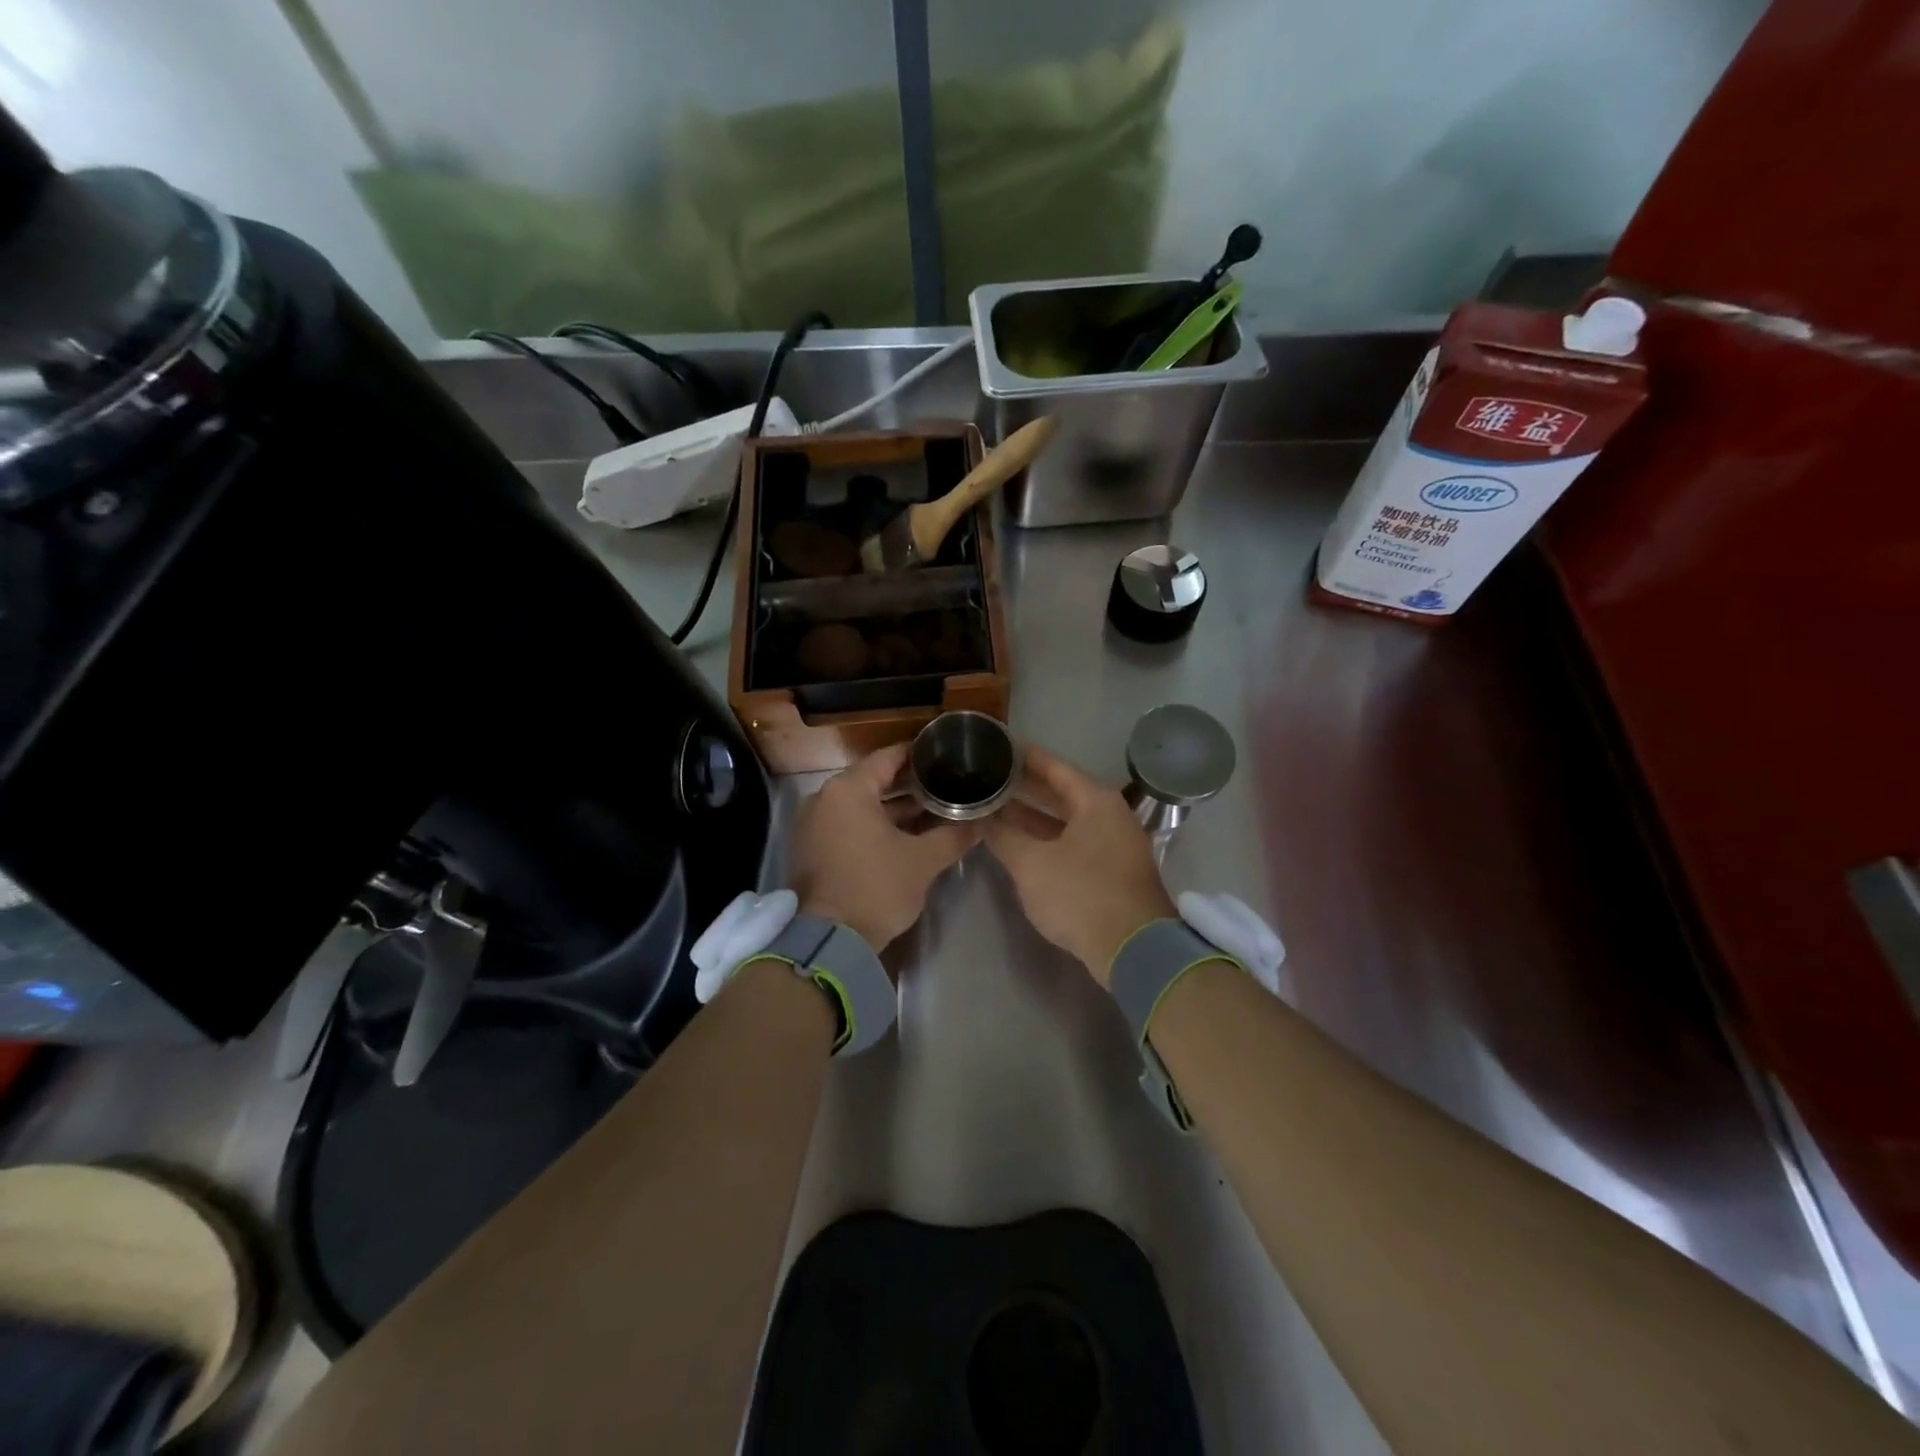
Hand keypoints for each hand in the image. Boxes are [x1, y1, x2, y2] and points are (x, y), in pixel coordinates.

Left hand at [788, 743, 975, 950]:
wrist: (830, 942)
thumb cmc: (877, 888)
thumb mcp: (923, 861)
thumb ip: (954, 835)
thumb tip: (981, 822)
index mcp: (848, 790)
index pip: (889, 757)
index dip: (919, 755)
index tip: (945, 754)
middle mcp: (825, 798)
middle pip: (874, 780)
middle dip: (911, 785)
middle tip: (946, 784)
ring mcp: (815, 823)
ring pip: (862, 805)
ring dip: (895, 808)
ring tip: (934, 810)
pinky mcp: (814, 847)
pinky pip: (849, 824)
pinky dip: (875, 825)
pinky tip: (907, 834)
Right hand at [983, 744, 1174, 985]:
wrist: (1133, 950)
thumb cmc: (1081, 895)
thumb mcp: (1032, 864)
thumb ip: (1003, 836)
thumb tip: (980, 817)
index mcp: (1095, 801)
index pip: (1053, 766)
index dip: (1023, 755)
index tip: (996, 745)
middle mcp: (1109, 814)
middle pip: (1061, 791)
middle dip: (1024, 786)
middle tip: (989, 776)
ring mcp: (1113, 843)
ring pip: (1066, 819)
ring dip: (1032, 815)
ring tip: (995, 806)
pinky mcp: (1111, 869)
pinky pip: (1072, 840)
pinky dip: (1046, 837)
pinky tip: (1019, 841)